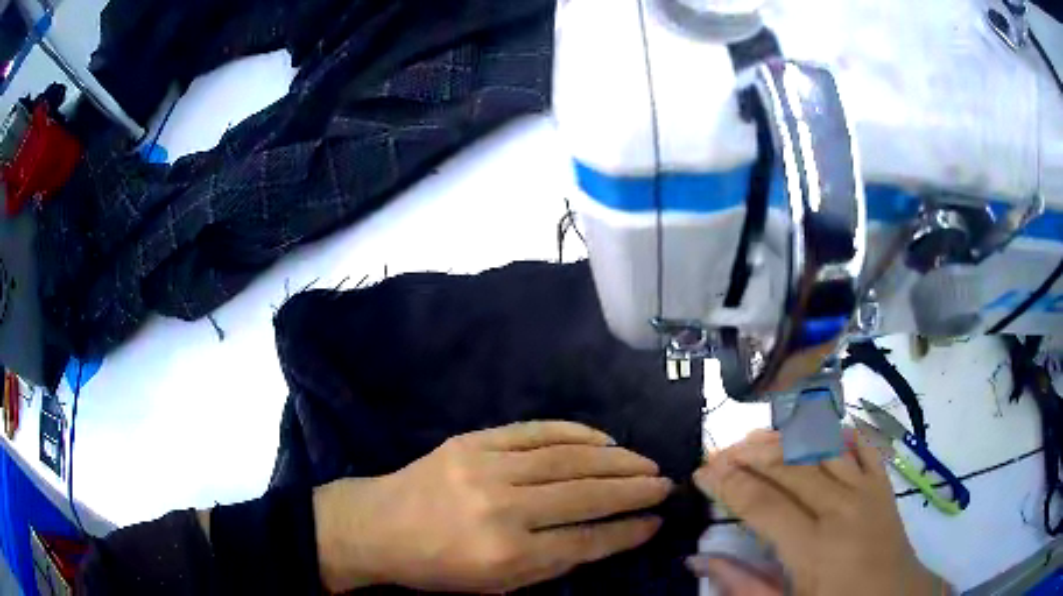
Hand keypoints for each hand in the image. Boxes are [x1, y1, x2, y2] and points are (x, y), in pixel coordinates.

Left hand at [315, 421, 670, 593]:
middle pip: (585, 495)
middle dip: (633, 489)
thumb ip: (554, 563)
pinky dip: (576, 433)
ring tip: (644, 462)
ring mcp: (486, 467)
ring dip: (615, 459)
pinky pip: (536, 431)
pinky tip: (603, 439)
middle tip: (664, 484)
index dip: (627, 530)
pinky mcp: (473, 440)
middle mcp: (502, 508)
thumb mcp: (497, 584)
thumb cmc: (437, 566)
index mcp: (506, 554)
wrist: (378, 525)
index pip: (586, 540)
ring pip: (568, 458)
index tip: (655, 521)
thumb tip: (608, 536)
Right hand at [692, 429, 944, 595]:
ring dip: (785, 438)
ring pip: (821, 447)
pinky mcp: (883, 483)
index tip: (701, 473)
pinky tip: (815, 427)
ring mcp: (867, 489)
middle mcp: (841, 507)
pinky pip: (860, 445)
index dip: (727, 484)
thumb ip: (742, 586)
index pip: (761, 503)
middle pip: (788, 467)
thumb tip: (699, 559)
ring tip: (754, 437)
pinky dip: (837, 431)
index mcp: (813, 547)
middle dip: (747, 455)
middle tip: (718, 453)